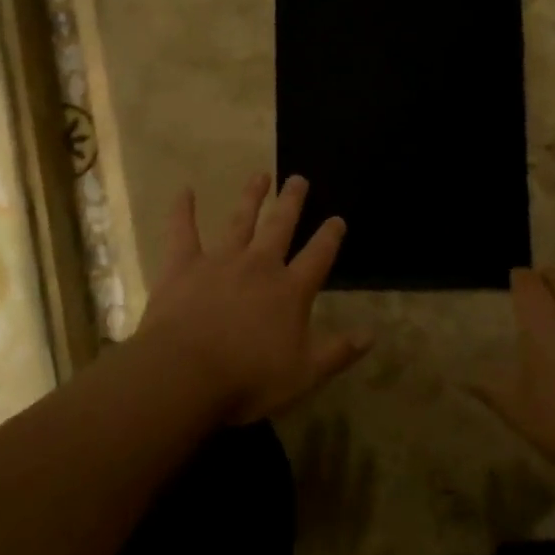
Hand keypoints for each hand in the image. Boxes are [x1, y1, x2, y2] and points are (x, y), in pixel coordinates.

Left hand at [137, 173, 370, 423]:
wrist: (186, 374)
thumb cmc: (248, 379)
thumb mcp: (304, 374)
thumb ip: (338, 352)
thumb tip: (372, 335)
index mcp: (290, 290)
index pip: (318, 256)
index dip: (330, 236)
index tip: (337, 219)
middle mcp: (260, 265)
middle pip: (280, 225)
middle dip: (292, 201)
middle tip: (299, 178)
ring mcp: (220, 260)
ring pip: (240, 220)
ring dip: (251, 196)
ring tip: (260, 175)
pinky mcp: (184, 265)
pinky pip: (183, 231)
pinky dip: (182, 210)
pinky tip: (184, 190)